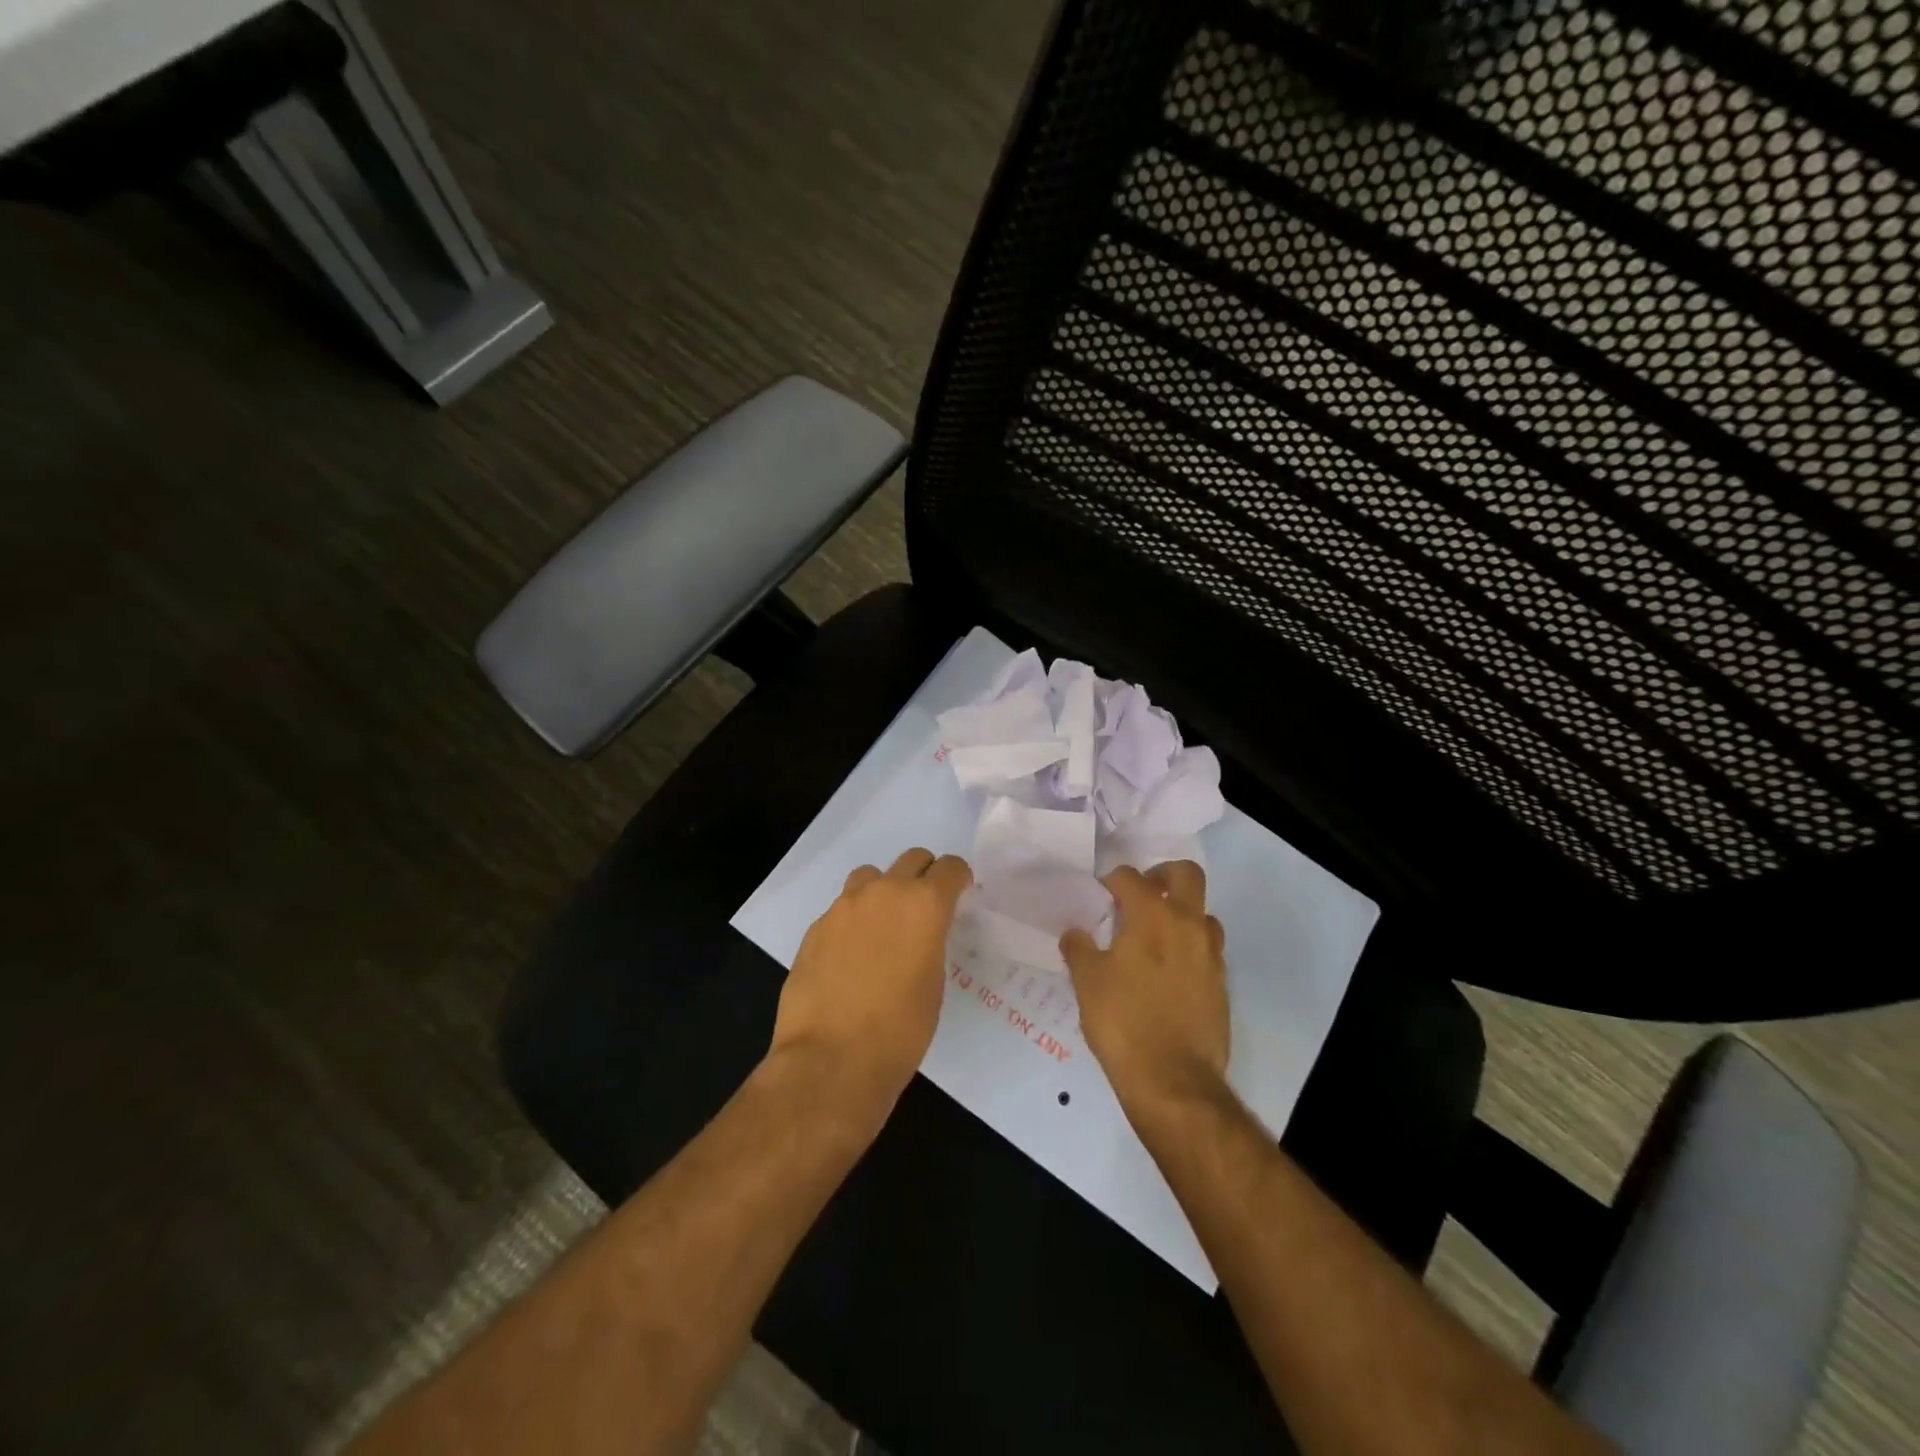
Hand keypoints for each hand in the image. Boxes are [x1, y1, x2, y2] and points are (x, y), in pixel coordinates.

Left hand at [768, 847, 972, 1125]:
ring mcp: (844, 907)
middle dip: (924, 877)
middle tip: (924, 909)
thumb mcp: (933, 983)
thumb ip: (930, 943)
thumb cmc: (899, 1031)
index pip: (950, 867)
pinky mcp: (816, 927)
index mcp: (924, 905)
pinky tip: (851, 958)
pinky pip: (842, 909)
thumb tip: (919, 937)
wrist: (830, 1059)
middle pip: (911, 860)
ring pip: (871, 877)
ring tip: (883, 928)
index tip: (959, 896)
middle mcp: (884, 893)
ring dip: (883, 891)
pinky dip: (854, 921)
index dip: (958, 879)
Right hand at [1060, 861, 1228, 1113]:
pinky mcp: (1221, 983)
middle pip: (1185, 874)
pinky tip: (1167, 972)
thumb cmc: (1123, 1022)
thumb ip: (1078, 948)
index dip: (1110, 881)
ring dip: (1181, 913)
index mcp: (1152, 916)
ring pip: (1202, 913)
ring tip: (1155, 936)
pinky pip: (1207, 948)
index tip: (1099, 895)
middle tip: (1140, 895)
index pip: (1130, 877)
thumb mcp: (1087, 982)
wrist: (1173, 1079)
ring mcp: (1211, 953)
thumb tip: (1075, 932)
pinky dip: (1189, 947)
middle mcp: (1188, 924)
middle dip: (1162, 875)